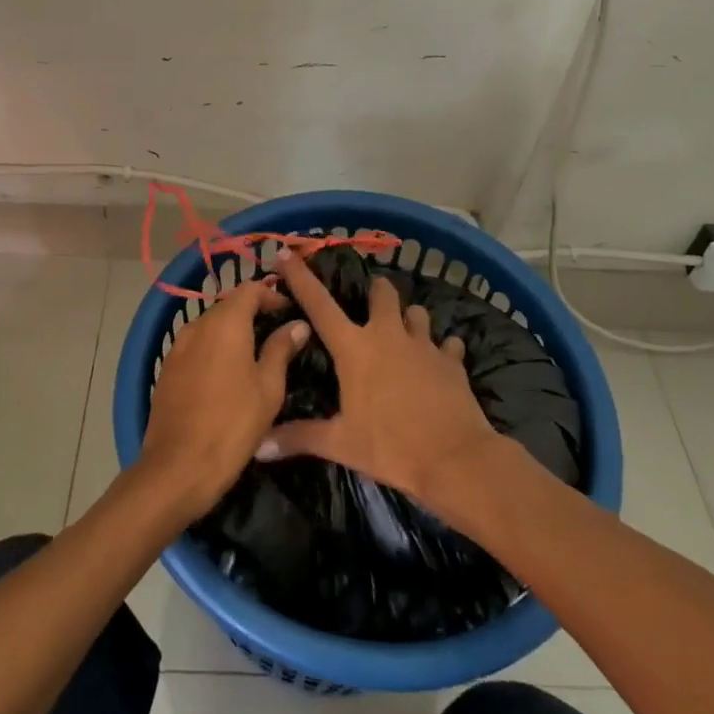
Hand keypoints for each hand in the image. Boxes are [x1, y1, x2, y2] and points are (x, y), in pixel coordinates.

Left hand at [138, 279, 309, 520]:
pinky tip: (225, 376)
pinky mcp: (167, 368)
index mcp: (225, 323)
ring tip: (254, 358)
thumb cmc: (233, 424)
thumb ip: (281, 349)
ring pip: (210, 327)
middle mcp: (198, 325)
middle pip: (228, 306)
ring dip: (232, 333)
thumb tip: (297, 324)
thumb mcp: (268, 388)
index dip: (271, 295)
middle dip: (252, 314)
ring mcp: (178, 347)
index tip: (288, 312)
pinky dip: (213, 350)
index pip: (250, 289)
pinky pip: (196, 347)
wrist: (177, 467)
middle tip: (276, 336)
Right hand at [261, 252, 505, 516]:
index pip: (319, 305)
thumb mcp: (341, 444)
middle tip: (369, 304)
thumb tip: (257, 445)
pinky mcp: (452, 361)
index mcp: (355, 348)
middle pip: (381, 292)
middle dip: (375, 292)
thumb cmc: (390, 447)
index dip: (300, 277)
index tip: (287, 254)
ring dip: (408, 319)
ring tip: (404, 333)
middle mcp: (388, 335)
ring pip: (416, 312)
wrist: (455, 459)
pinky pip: (447, 344)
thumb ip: (299, 438)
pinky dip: (442, 349)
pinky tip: (440, 361)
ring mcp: (423, 344)